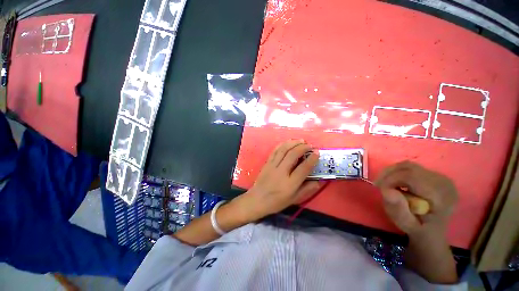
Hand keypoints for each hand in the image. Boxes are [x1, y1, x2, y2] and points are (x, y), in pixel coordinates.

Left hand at [234, 140, 325, 221]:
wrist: (258, 199)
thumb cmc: (277, 201)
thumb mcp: (295, 199)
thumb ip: (308, 189)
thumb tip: (320, 181)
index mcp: (290, 183)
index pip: (303, 168)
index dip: (312, 159)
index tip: (317, 152)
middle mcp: (281, 172)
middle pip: (293, 155)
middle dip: (303, 147)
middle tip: (310, 145)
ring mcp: (273, 166)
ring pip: (283, 150)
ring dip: (293, 143)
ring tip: (301, 140)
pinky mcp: (267, 163)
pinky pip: (275, 151)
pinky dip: (283, 144)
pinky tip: (288, 142)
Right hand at [374, 161, 457, 237]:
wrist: (432, 230)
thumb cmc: (418, 229)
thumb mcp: (406, 224)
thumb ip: (398, 209)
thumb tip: (387, 190)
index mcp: (441, 196)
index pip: (412, 177)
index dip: (391, 179)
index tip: (379, 188)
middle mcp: (443, 182)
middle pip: (409, 168)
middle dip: (389, 174)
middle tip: (378, 184)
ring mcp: (440, 177)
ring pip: (408, 166)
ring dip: (391, 172)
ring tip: (384, 182)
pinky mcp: (434, 175)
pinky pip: (411, 168)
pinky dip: (397, 172)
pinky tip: (394, 182)